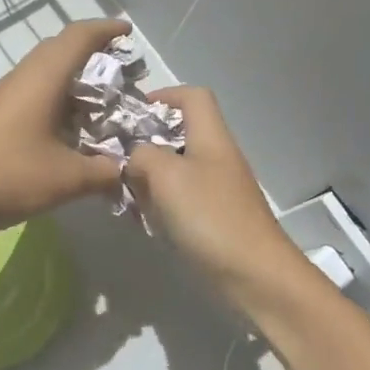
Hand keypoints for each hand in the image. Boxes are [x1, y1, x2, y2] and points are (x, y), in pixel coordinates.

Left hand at [0, 17, 132, 233]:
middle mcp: (22, 78)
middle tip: (124, 75)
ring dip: (75, 82)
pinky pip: (33, 94)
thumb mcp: (66, 179)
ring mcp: (4, 96)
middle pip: (61, 50)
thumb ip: (103, 172)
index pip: (78, 36)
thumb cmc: (7, 176)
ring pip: (45, 74)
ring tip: (103, 105)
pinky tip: (70, 130)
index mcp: (42, 79)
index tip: (129, 34)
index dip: (106, 30)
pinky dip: (58, 101)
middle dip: (94, 56)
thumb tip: (126, 169)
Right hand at [123, 86, 304, 305]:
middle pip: (181, 134)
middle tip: (116, 159)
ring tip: (123, 192)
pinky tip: (143, 220)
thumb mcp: (166, 175)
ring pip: (177, 169)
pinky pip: (181, 199)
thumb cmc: (210, 216)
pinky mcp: (215, 219)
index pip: (192, 97)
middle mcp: (217, 158)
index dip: (163, 96)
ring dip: (149, 177)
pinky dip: (160, 204)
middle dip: (146, 143)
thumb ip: (142, 156)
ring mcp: (218, 190)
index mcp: (211, 138)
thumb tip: (134, 158)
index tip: (131, 114)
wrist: (254, 273)